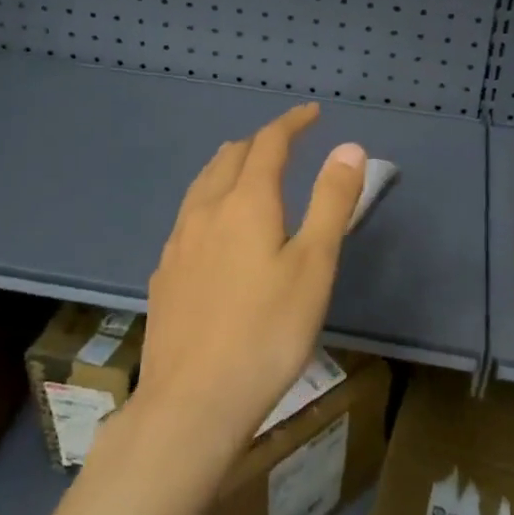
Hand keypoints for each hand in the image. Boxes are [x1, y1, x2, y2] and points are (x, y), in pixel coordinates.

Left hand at [135, 104, 365, 458]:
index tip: (312, 113)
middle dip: (260, 142)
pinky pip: (188, 216)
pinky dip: (210, 200)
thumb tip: (349, 147)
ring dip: (230, 166)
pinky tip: (215, 229)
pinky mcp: (164, 273)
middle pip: (230, 157)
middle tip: (286, 143)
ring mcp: (178, 242)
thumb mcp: (314, 266)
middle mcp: (206, 210)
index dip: (292, 123)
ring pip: (203, 184)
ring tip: (249, 172)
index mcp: (246, 202)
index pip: (269, 143)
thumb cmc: (267, 332)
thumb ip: (332, 202)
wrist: (192, 402)